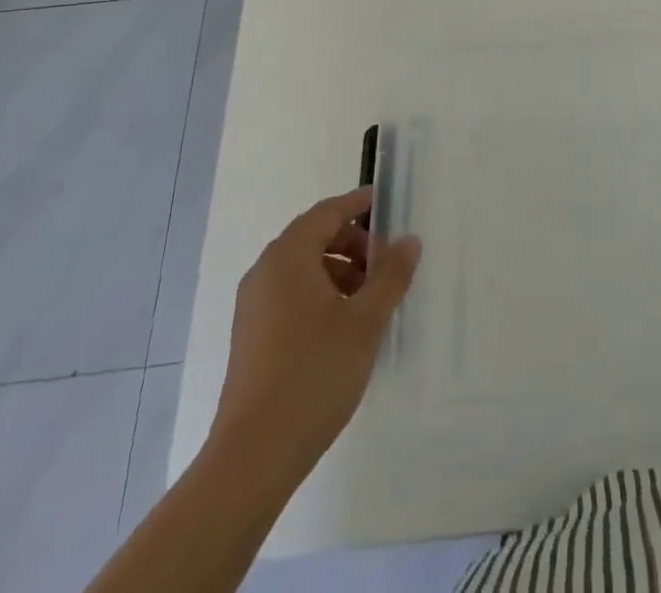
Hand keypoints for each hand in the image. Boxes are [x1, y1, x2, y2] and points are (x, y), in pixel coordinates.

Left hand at [209, 186, 419, 479]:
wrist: (253, 456)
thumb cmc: (314, 374)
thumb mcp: (365, 320)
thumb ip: (391, 275)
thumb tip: (409, 240)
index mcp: (288, 256)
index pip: (329, 212)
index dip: (360, 204)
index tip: (391, 206)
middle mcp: (265, 271)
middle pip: (315, 237)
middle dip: (354, 243)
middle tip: (388, 263)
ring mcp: (254, 306)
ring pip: (304, 268)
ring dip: (340, 271)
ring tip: (372, 300)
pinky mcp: (252, 336)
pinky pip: (292, 295)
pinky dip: (321, 295)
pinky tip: (346, 327)